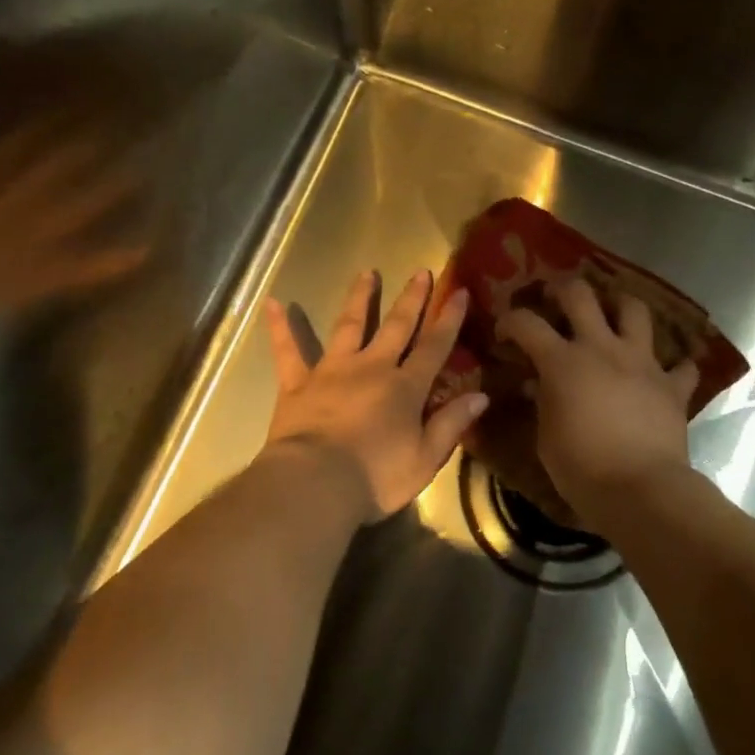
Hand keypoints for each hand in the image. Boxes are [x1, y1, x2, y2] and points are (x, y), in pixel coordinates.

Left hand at [264, 269, 488, 519]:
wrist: (316, 484)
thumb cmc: (376, 477)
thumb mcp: (425, 459)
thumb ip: (451, 424)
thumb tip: (481, 396)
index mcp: (405, 388)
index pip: (434, 347)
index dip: (449, 319)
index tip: (459, 291)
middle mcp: (371, 368)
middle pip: (396, 326)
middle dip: (412, 298)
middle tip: (420, 271)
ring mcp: (332, 371)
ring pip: (348, 326)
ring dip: (359, 298)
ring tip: (367, 272)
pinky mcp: (297, 384)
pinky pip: (287, 352)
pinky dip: (279, 328)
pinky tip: (273, 303)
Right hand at [497, 279, 699, 520]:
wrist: (641, 491)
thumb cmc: (581, 468)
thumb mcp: (546, 437)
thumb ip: (543, 403)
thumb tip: (538, 386)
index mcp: (562, 361)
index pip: (526, 323)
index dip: (510, 320)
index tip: (504, 332)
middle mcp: (602, 348)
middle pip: (581, 294)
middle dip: (563, 289)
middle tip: (556, 298)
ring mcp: (642, 362)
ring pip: (635, 310)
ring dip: (621, 306)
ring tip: (613, 315)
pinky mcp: (672, 385)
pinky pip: (681, 366)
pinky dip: (675, 366)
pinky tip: (667, 373)